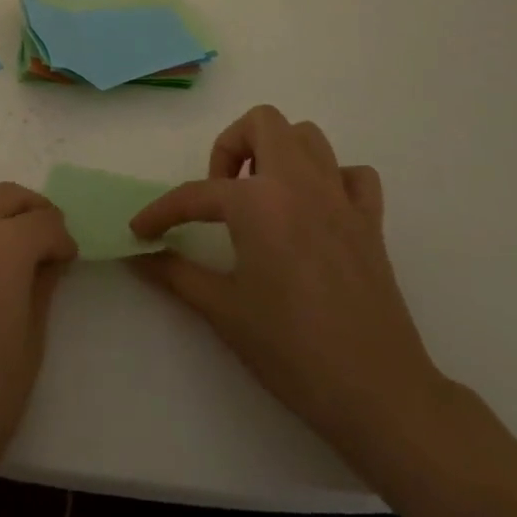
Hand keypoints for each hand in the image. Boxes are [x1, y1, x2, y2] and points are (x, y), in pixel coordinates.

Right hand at [129, 105, 447, 452]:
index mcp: (258, 202)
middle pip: (262, 123)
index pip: (196, 194)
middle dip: (232, 146)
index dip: (161, 212)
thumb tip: (139, 258)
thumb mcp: (223, 311)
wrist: (377, 393)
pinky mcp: (371, 221)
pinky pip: (353, 175)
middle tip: (220, 191)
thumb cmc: (291, 350)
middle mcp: (298, 183)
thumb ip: (176, 275)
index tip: (141, 231)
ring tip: (262, 194)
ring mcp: (340, 198)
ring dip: (279, 152)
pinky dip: (332, 180)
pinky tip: (316, 211)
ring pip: (308, 137)